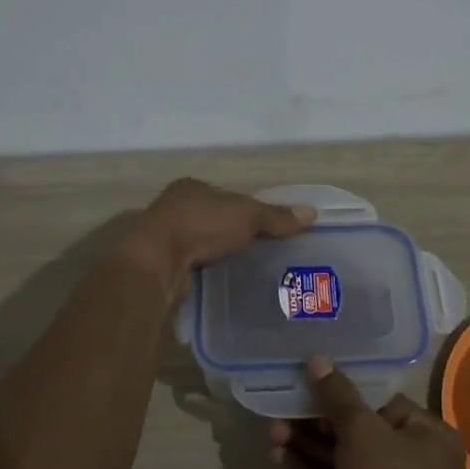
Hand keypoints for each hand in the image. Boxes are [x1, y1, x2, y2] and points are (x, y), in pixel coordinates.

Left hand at [119, 179, 314, 296]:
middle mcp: (174, 207)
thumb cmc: (201, 226)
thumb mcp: (247, 215)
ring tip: (244, 268)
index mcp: (192, 187)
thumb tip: (312, 213)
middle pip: (211, 218)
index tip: (263, 226)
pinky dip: (204, 270)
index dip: (244, 208)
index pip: (225, 195)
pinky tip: (220, 280)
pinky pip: (191, 265)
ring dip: (215, 253)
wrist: (157, 262)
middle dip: (229, 232)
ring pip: (199, 242)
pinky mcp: (161, 264)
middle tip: (257, 249)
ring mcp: (164, 237)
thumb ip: (276, 216)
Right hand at [271, 355, 469, 468]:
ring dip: (308, 447)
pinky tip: (278, 458)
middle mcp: (413, 460)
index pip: (381, 402)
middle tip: (281, 410)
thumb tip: (318, 360)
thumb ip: (338, 396)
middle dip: (317, 421)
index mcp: (427, 433)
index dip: (343, 392)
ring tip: (271, 433)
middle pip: (358, 430)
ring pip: (343, 460)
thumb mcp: (362, 433)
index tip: (308, 384)